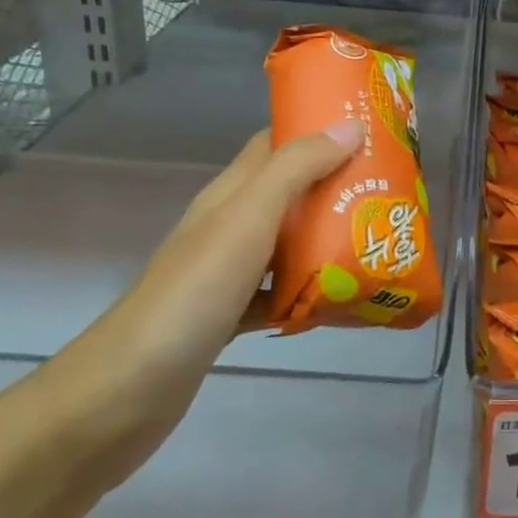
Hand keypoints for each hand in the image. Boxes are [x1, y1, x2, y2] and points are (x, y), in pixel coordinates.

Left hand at [34, 120, 362, 487]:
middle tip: (389, 188)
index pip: (274, 142)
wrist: (128, 391)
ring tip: (379, 237)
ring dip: (330, 236)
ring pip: (289, 241)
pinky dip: (311, 290)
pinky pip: (282, 291)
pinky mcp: (231, 314)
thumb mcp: (248, 219)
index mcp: (231, 194)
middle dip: (337, 185)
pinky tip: (342, 299)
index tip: (368, 128)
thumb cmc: (193, 294)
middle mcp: (229, 225)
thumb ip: (295, 171)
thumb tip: (349, 127)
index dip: (316, 127)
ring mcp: (228, 272)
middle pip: (290, 191)